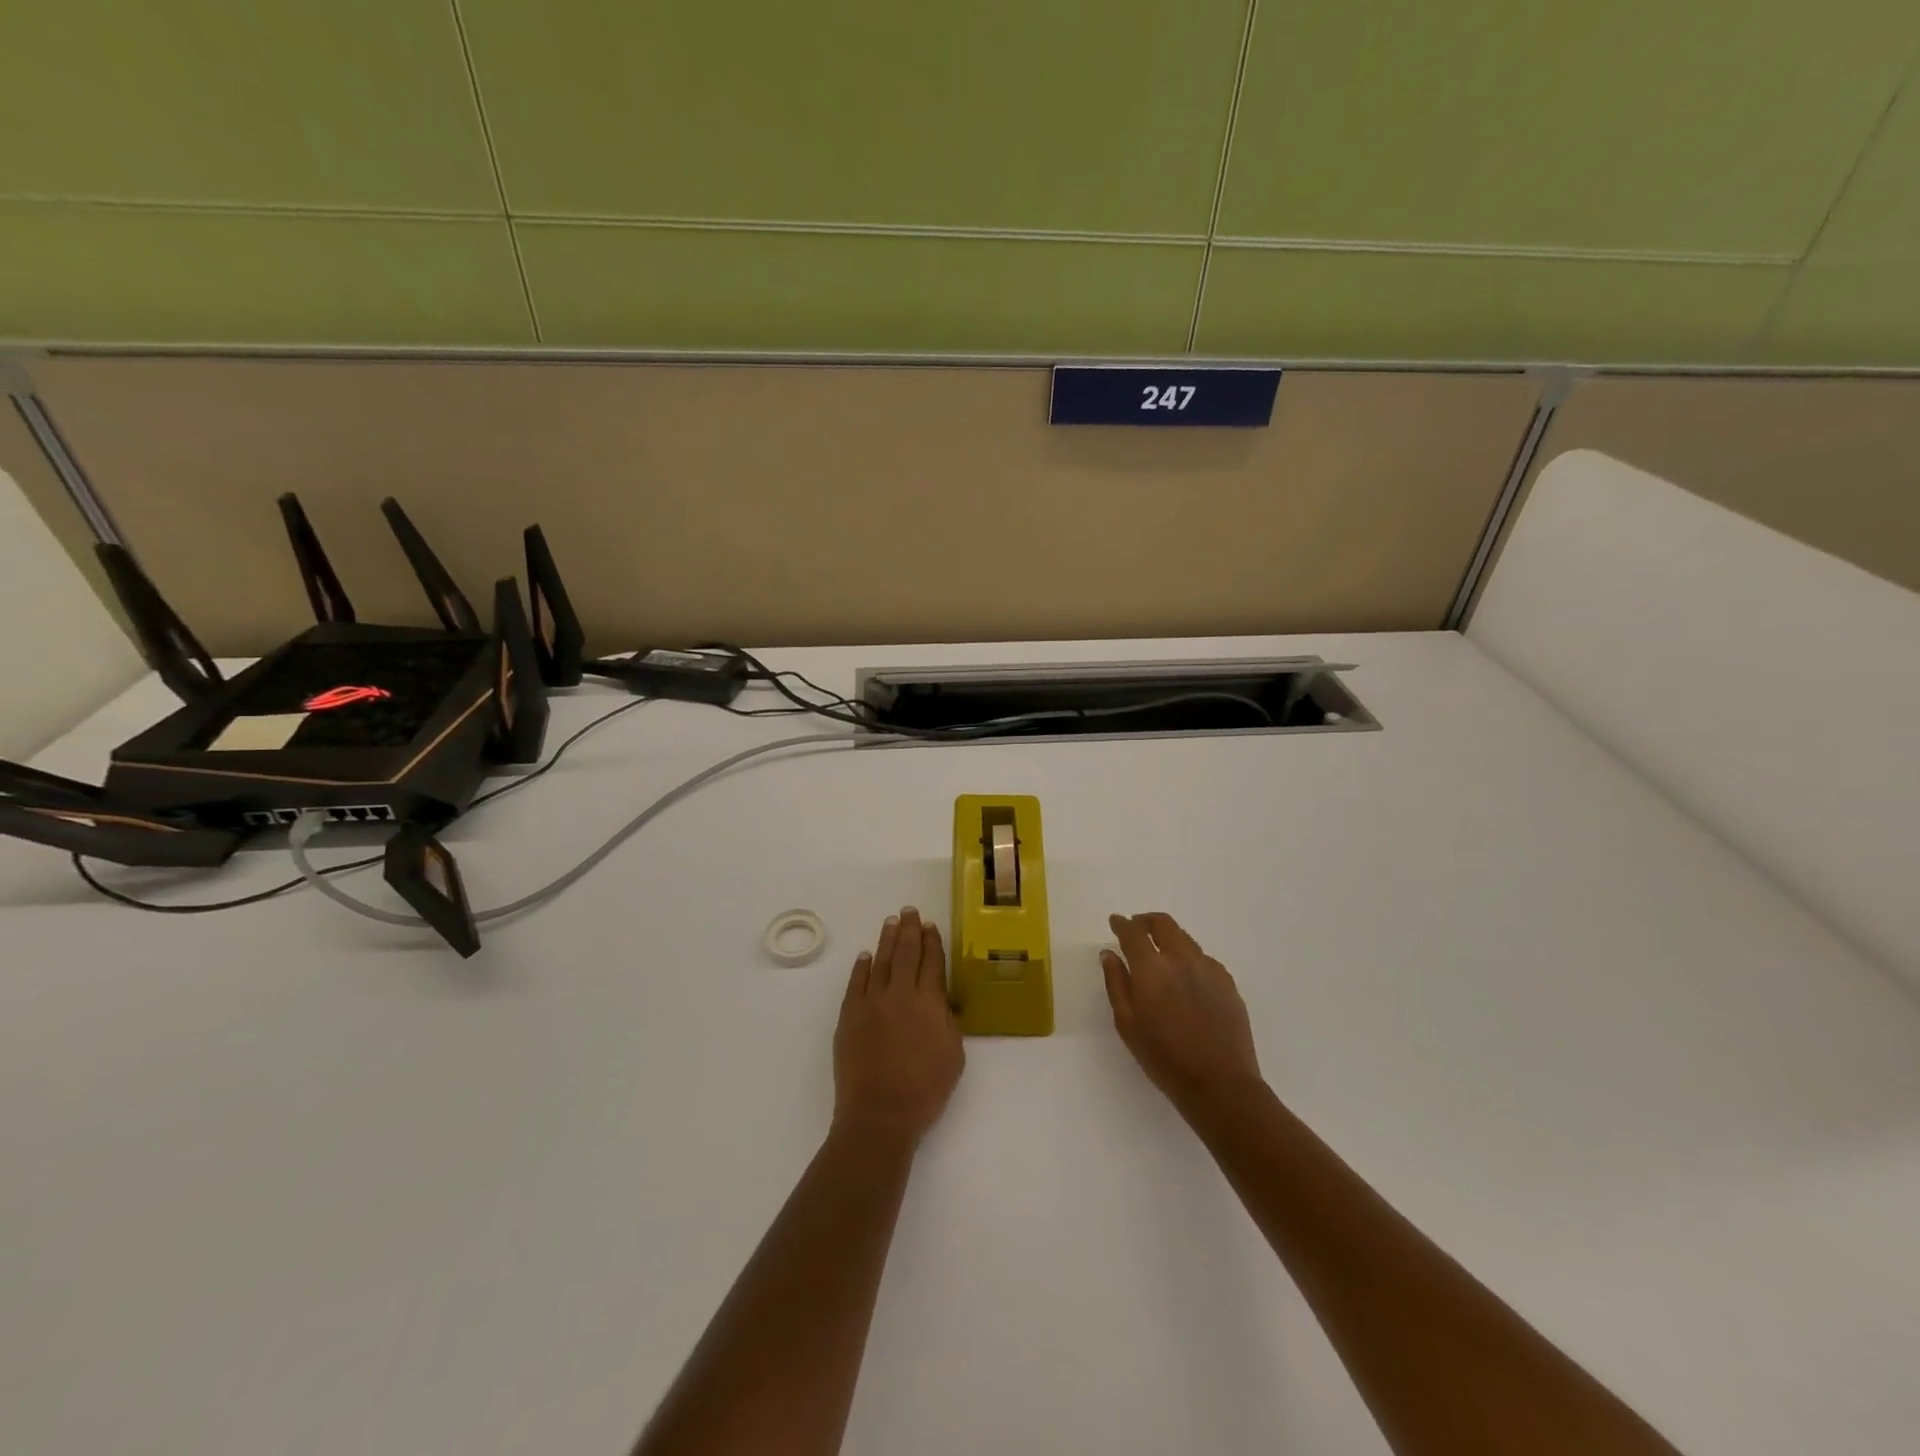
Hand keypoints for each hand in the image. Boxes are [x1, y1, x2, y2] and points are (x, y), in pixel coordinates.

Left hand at [833, 907, 964, 1143]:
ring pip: (881, 962)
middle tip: (910, 911)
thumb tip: (939, 998)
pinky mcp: (849, 1015)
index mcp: (929, 1003)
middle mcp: (900, 994)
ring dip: (887, 940)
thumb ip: (947, 1019)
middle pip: (906, 954)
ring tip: (891, 922)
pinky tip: (866, 956)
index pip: (932, 962)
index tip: (931, 926)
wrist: (879, 1114)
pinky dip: (862, 967)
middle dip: (909, 930)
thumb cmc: (925, 1090)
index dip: (932, 942)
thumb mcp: (953, 1054)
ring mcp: (871, 1003)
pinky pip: (856, 982)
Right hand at [1101, 912, 1263, 1121]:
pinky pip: (1204, 958)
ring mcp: (1208, 968)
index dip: (1122, 923)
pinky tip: (1186, 977)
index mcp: (1151, 967)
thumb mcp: (1127, 1023)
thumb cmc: (1164, 1057)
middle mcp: (1181, 958)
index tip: (1115, 922)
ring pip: (1185, 938)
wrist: (1220, 1083)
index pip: (1133, 932)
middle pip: (1163, 923)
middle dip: (1146, 921)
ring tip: (1161, 952)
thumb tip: (1109, 953)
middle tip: (1136, 928)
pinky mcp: (1228, 982)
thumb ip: (1116, 983)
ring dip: (1168, 937)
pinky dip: (1189, 957)